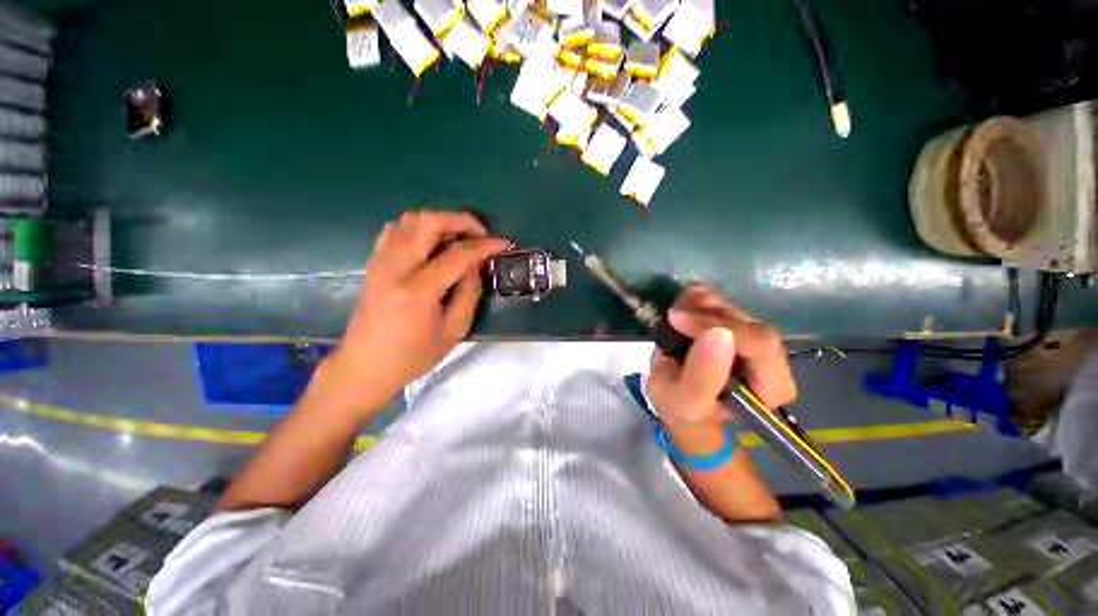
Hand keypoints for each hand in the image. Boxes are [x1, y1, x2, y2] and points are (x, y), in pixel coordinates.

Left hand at [316, 210, 510, 415]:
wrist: (365, 366)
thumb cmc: (414, 355)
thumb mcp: (454, 330)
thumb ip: (469, 293)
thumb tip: (476, 265)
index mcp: (418, 290)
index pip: (458, 255)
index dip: (485, 245)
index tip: (504, 242)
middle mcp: (396, 268)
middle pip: (429, 221)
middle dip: (461, 220)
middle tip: (479, 234)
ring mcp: (380, 262)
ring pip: (409, 219)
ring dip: (439, 222)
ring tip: (457, 239)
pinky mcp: (373, 263)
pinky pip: (395, 230)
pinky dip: (418, 228)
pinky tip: (431, 245)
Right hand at [645, 285, 795, 427]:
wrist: (676, 398)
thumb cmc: (682, 407)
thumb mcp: (686, 401)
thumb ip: (702, 376)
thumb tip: (719, 333)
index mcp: (772, 386)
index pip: (759, 344)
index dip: (719, 326)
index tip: (678, 320)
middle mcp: (771, 359)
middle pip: (746, 321)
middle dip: (706, 314)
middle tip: (673, 315)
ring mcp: (754, 338)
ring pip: (734, 308)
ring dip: (700, 304)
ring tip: (674, 312)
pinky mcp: (737, 324)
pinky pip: (723, 302)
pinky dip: (699, 298)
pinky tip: (683, 303)